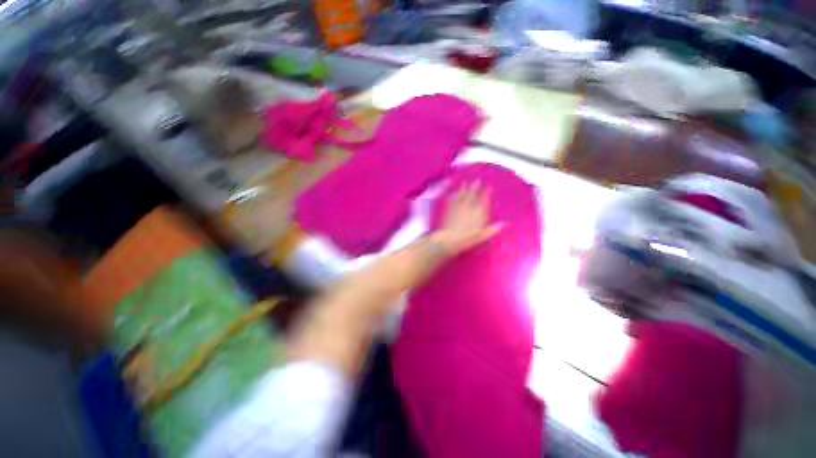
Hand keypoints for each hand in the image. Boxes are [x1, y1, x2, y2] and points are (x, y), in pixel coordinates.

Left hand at [432, 181, 501, 255]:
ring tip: (464, 183)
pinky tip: (453, 193)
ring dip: (463, 189)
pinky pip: (452, 200)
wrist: (449, 239)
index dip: (486, 193)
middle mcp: (469, 208)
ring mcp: (458, 208)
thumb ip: (493, 229)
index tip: (489, 187)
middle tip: (477, 180)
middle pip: (473, 195)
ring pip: (462, 195)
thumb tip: (504, 224)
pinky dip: (453, 195)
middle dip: (475, 187)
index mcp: (478, 213)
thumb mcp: (482, 236)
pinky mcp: (449, 210)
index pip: (484, 201)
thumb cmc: (467, 239)